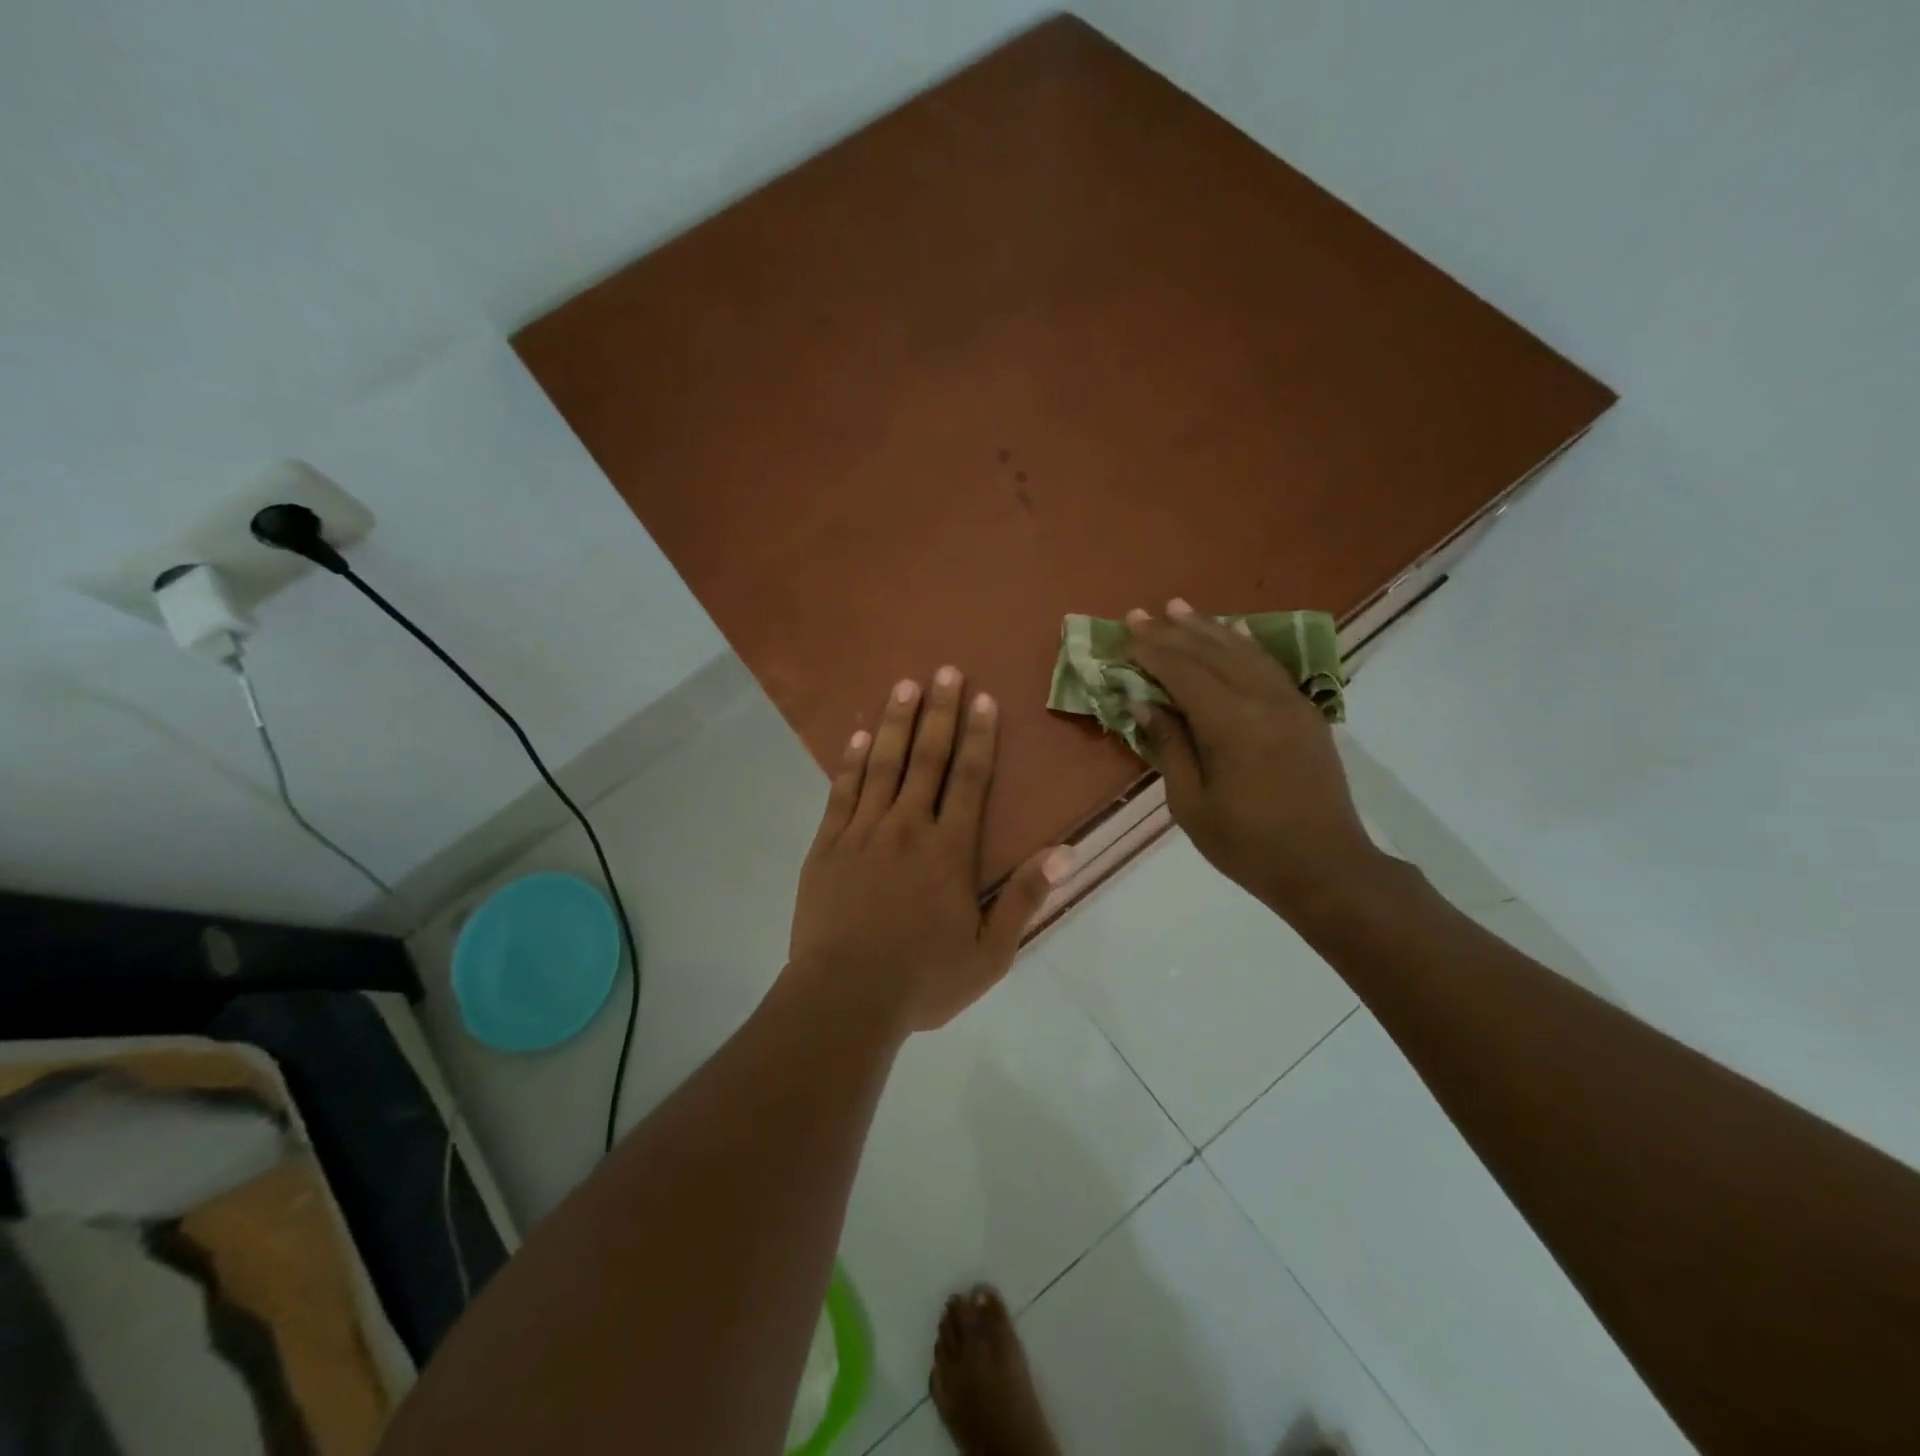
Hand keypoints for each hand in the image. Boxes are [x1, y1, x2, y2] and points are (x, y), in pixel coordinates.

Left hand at [788, 667, 1072, 1036]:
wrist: (845, 998)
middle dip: (939, 712)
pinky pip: (842, 792)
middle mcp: (908, 828)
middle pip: (927, 759)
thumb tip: (1065, 851)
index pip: (969, 780)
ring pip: (884, 765)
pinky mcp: (828, 845)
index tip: (982, 699)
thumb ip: (1025, 899)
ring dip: (897, 722)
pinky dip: (852, 762)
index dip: (979, 737)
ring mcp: (863, 832)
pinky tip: (859, 736)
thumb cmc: (923, 980)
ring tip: (905, 684)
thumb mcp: (989, 954)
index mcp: (949, 850)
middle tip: (946, 670)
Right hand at [1125, 599, 1384, 920]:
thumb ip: (1170, 747)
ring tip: (1178, 608)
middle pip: (1212, 653)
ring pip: (1243, 651)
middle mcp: (1263, 700)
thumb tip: (1146, 704)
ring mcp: (1291, 703)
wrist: (1327, 868)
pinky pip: (1269, 665)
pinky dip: (1244, 644)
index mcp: (1231, 725)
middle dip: (1173, 632)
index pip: (1184, 672)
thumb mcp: (1191, 805)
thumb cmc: (1248, 845)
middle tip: (1140, 613)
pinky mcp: (1306, 712)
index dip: (1152, 652)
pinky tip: (1232, 631)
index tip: (1125, 634)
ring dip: (1208, 628)